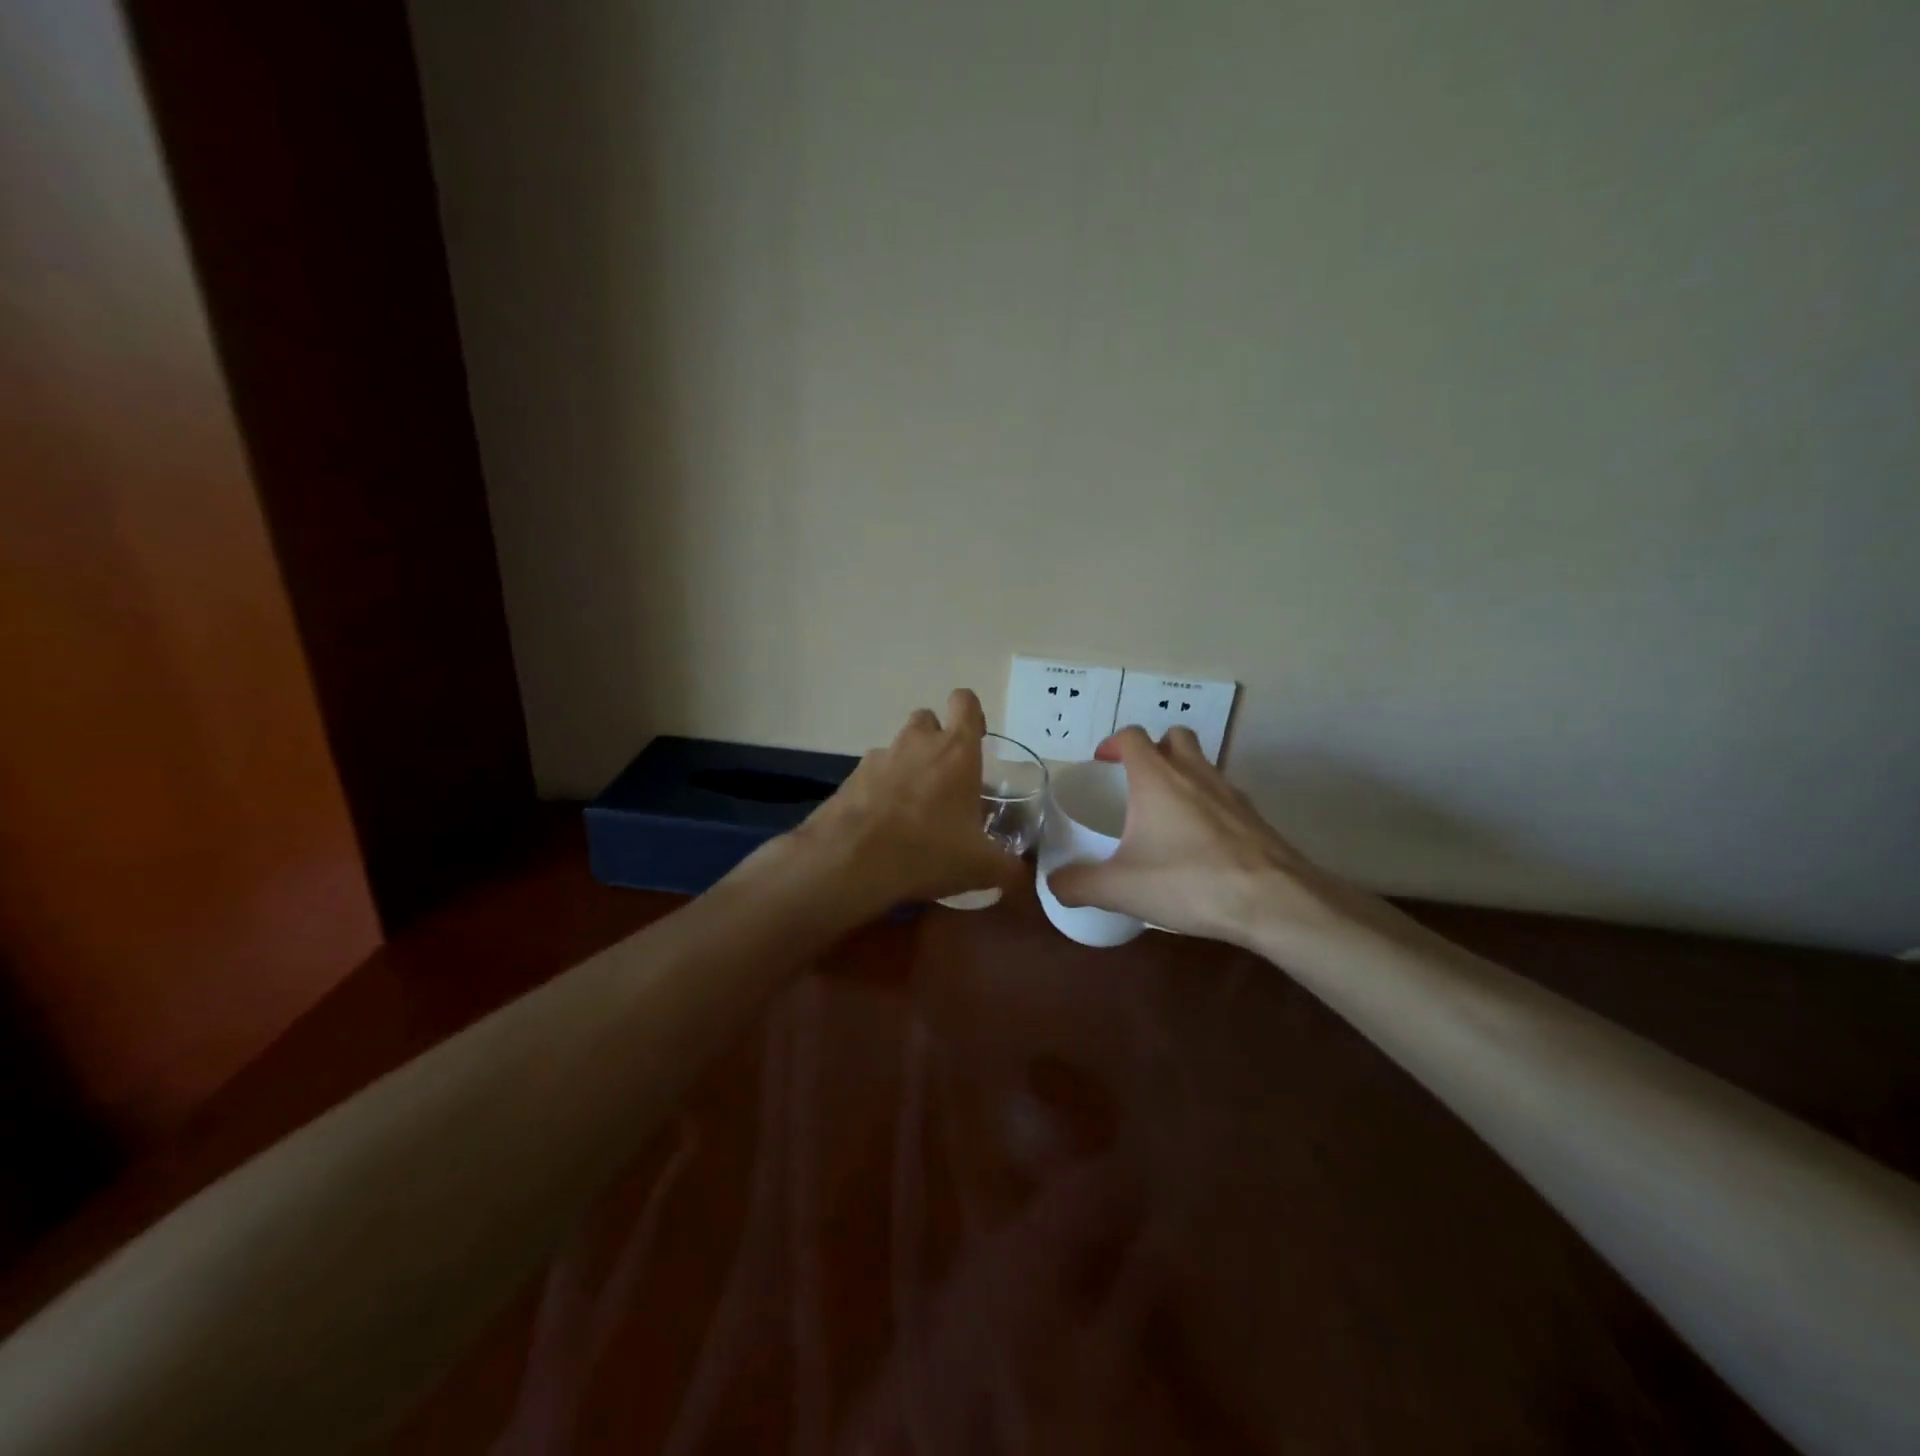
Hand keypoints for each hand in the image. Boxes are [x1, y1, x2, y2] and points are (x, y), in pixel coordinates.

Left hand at [795, 688, 1021, 911]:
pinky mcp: (851, 777)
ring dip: (908, 765)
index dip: (972, 714)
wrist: (852, 861)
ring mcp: (879, 757)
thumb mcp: (981, 867)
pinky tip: (884, 823)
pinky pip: (873, 773)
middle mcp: (917, 742)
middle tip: (946, 776)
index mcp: (955, 750)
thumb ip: (1009, 867)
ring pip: (898, 746)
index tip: (976, 739)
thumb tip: (1024, 873)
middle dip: (936, 739)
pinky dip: (881, 789)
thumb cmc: (928, 850)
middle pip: (928, 719)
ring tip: (914, 806)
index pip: (964, 702)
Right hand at [1046, 726, 1379, 948]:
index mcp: (1157, 778)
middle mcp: (1195, 773)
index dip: (1114, 744)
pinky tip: (1201, 844)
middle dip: (1154, 751)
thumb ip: (1079, 884)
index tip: (1102, 764)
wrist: (1274, 902)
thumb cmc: (1189, 882)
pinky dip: (1209, 806)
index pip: (1133, 736)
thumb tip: (1053, 885)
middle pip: (1175, 738)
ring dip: (1184, 776)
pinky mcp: (1255, 817)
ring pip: (1204, 765)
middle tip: (1137, 782)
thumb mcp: (1121, 888)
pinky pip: (1225, 797)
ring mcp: (1231, 793)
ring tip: (1167, 815)